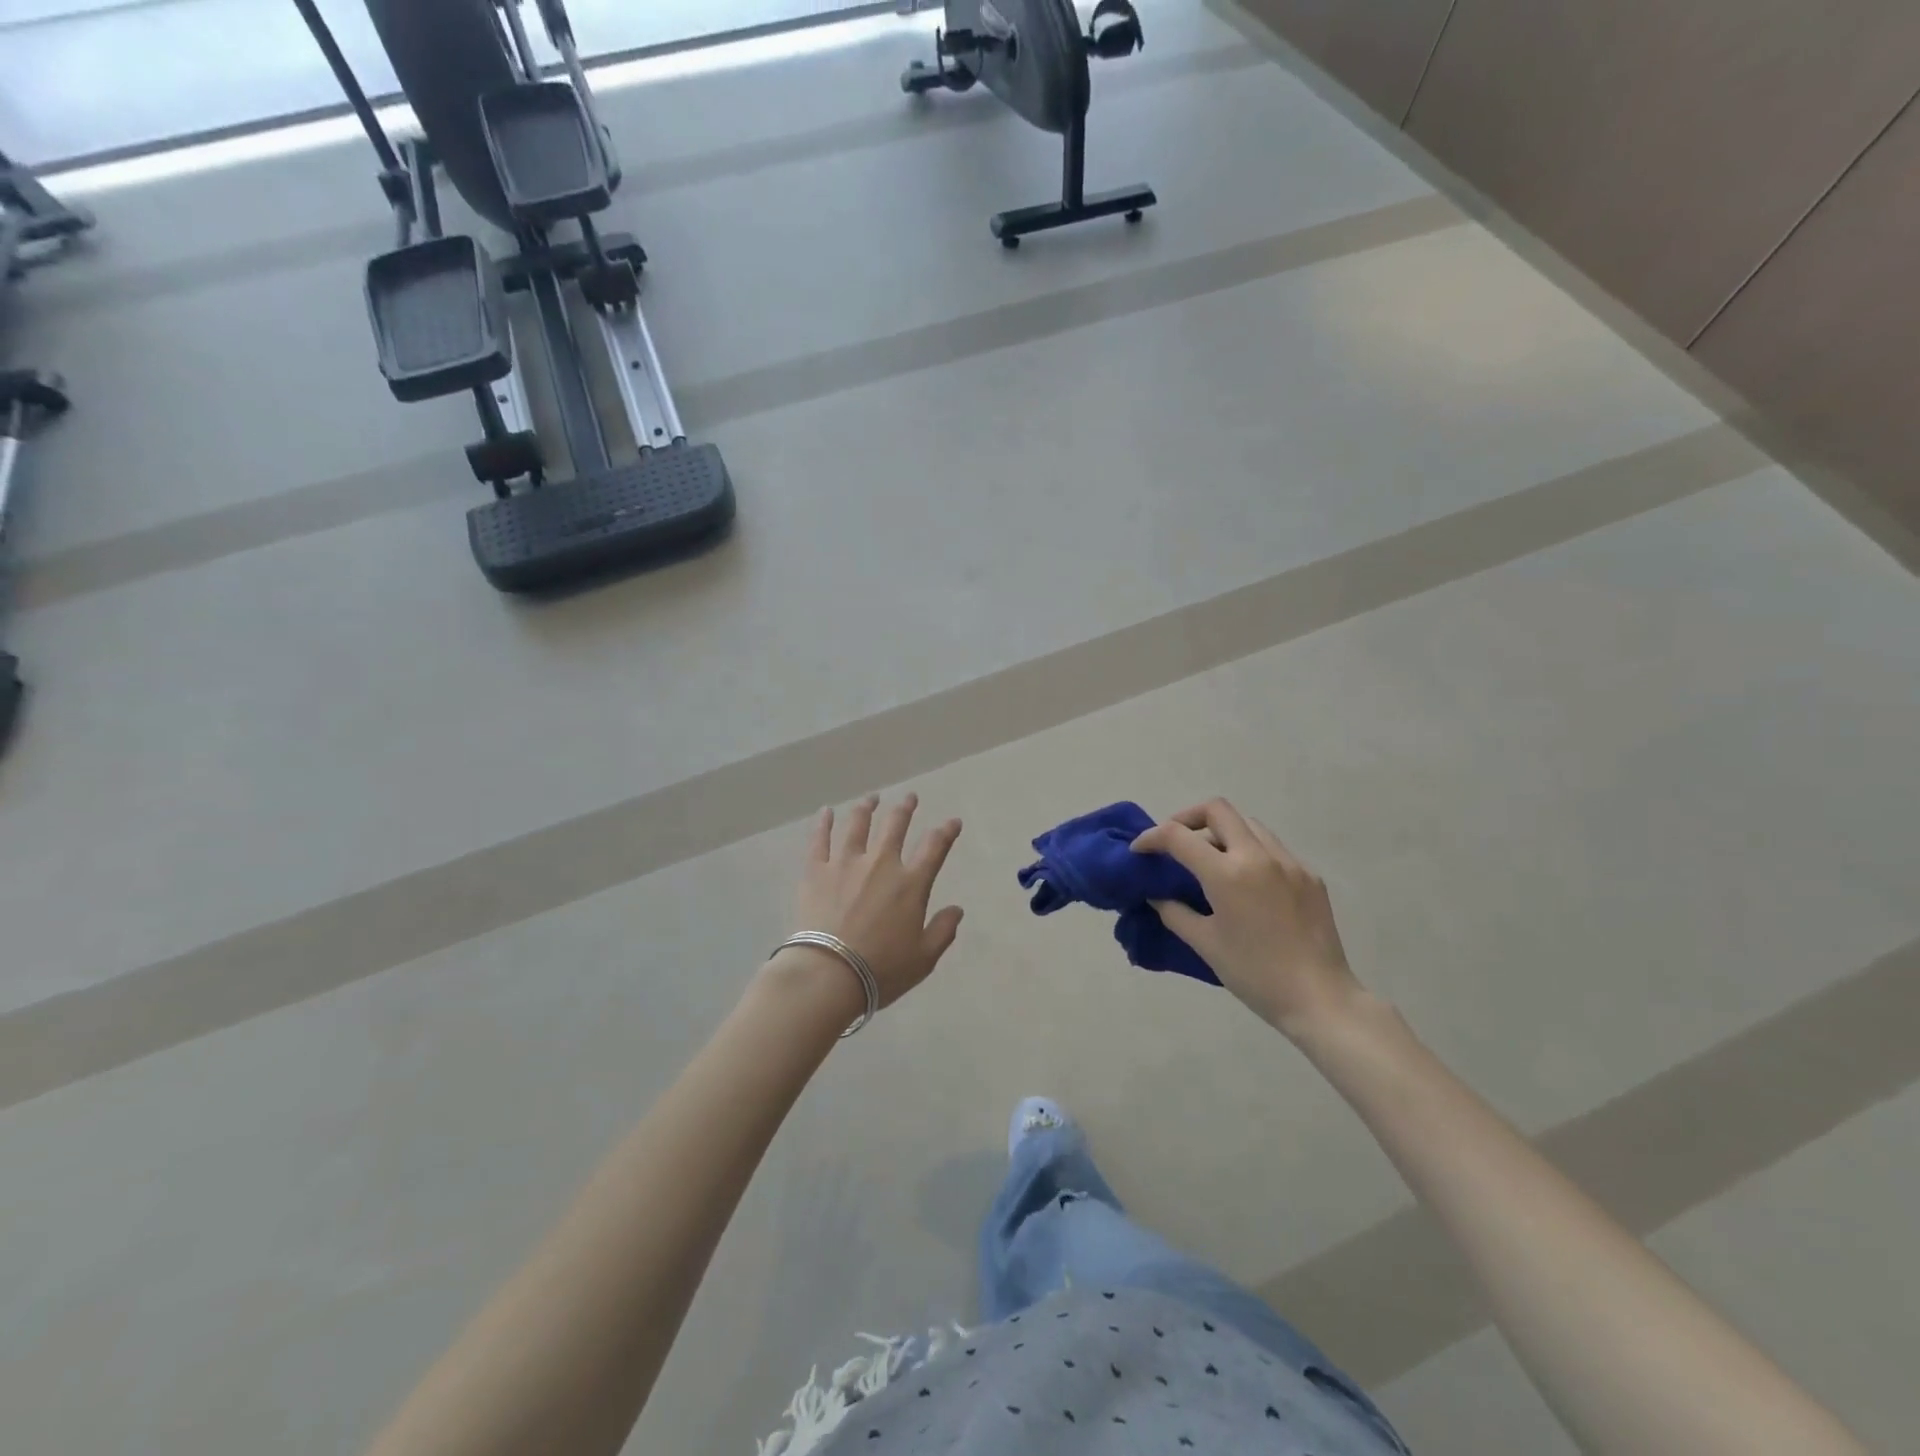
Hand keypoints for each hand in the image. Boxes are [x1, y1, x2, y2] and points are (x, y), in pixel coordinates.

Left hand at [785, 793, 964, 1009]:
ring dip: (867, 808)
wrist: (828, 974)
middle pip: (895, 825)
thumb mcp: (923, 957)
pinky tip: (826, 811)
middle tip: (909, 797)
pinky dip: (823, 823)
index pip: (934, 847)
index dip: (946, 831)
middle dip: (905, 808)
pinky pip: (820, 839)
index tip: (953, 821)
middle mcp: (880, 864)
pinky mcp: (816, 871)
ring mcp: (846, 863)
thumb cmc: (881, 969)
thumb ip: (943, 930)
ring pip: (858, 824)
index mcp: (910, 884)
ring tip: (872, 798)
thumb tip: (957, 910)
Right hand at [1132, 798, 1363, 1035]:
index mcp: (1227, 874)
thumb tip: (1157, 895)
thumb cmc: (1255, 974)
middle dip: (1187, 818)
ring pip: (1248, 824)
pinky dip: (1250, 851)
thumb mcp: (1205, 944)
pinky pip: (1272, 848)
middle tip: (1174, 842)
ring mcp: (1289, 862)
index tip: (1139, 850)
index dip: (1151, 837)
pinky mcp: (1309, 876)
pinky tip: (1246, 883)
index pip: (1178, 836)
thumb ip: (1174, 912)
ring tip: (1210, 860)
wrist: (1320, 999)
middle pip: (1217, 810)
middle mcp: (1258, 856)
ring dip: (1221, 832)